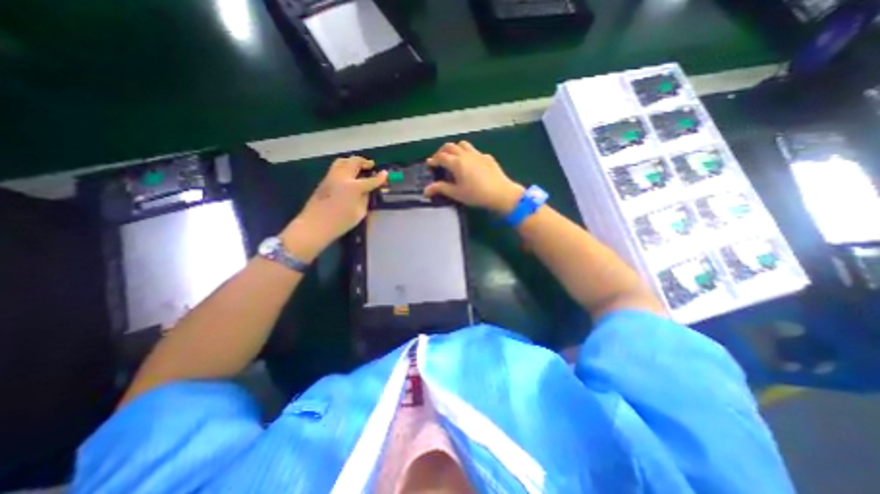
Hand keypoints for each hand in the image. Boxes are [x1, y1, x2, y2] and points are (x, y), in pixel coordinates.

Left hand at [282, 156, 385, 260]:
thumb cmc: (340, 222)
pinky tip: (349, 174)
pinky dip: (345, 166)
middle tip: (371, 165)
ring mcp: (331, 177)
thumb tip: (366, 191)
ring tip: (359, 166)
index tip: (385, 173)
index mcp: (353, 187)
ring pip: (343, 161)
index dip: (380, 177)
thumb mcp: (359, 212)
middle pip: (354, 162)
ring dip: (353, 161)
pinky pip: (336, 167)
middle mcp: (342, 177)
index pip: (370, 180)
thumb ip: (364, 199)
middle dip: (364, 162)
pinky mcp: (324, 180)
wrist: (315, 225)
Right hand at [424, 140, 520, 212]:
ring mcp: (477, 154)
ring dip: (455, 148)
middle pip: (450, 146)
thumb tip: (426, 190)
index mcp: (456, 163)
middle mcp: (465, 154)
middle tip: (439, 160)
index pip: (441, 157)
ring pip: (463, 144)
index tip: (430, 164)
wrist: (500, 193)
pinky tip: (471, 164)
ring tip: (454, 158)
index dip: (433, 160)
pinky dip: (468, 154)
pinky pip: (474, 151)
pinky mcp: (487, 157)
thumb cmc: (476, 194)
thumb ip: (441, 189)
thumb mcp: (456, 193)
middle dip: (442, 151)